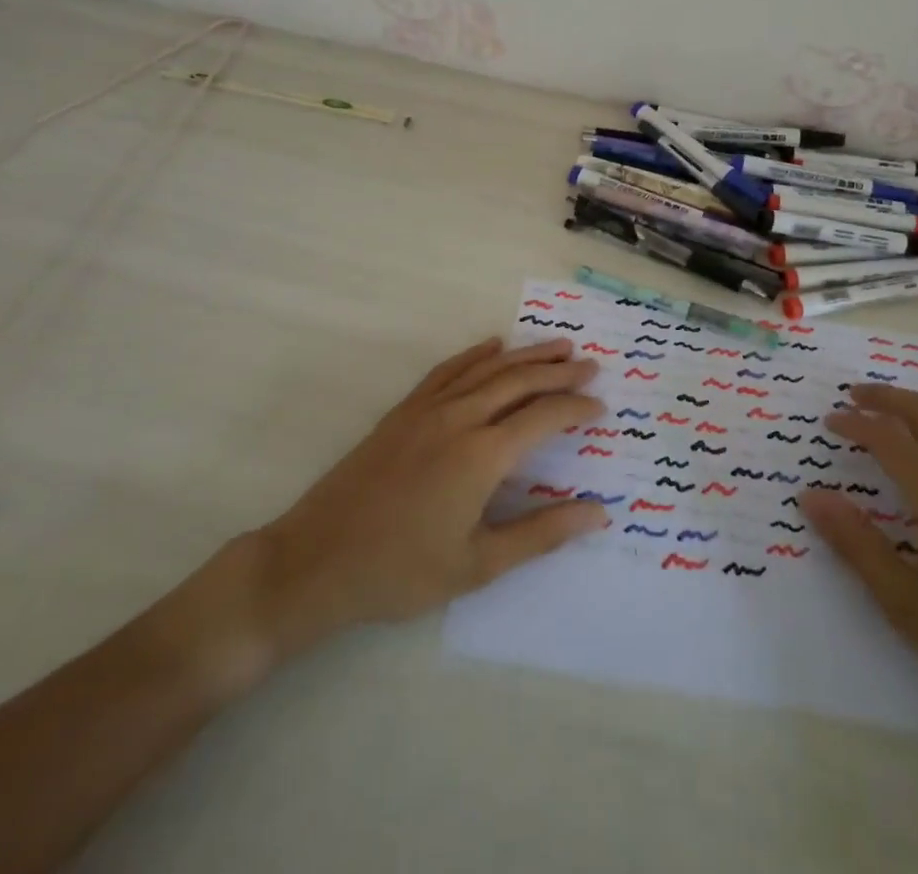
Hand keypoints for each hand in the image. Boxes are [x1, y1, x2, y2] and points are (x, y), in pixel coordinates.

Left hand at [167, 337, 607, 688]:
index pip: (543, 418)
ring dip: (526, 354)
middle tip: (591, 365)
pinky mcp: (404, 410)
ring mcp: (428, 409)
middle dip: (560, 371)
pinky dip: (476, 354)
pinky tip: (493, 346)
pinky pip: (448, 369)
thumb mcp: (478, 565)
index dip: (576, 409)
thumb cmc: (401, 572)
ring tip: (558, 345)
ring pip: (488, 368)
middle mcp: (460, 418)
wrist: (316, 560)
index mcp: (482, 456)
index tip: (601, 408)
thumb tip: (598, 514)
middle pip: (520, 381)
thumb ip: (541, 534)